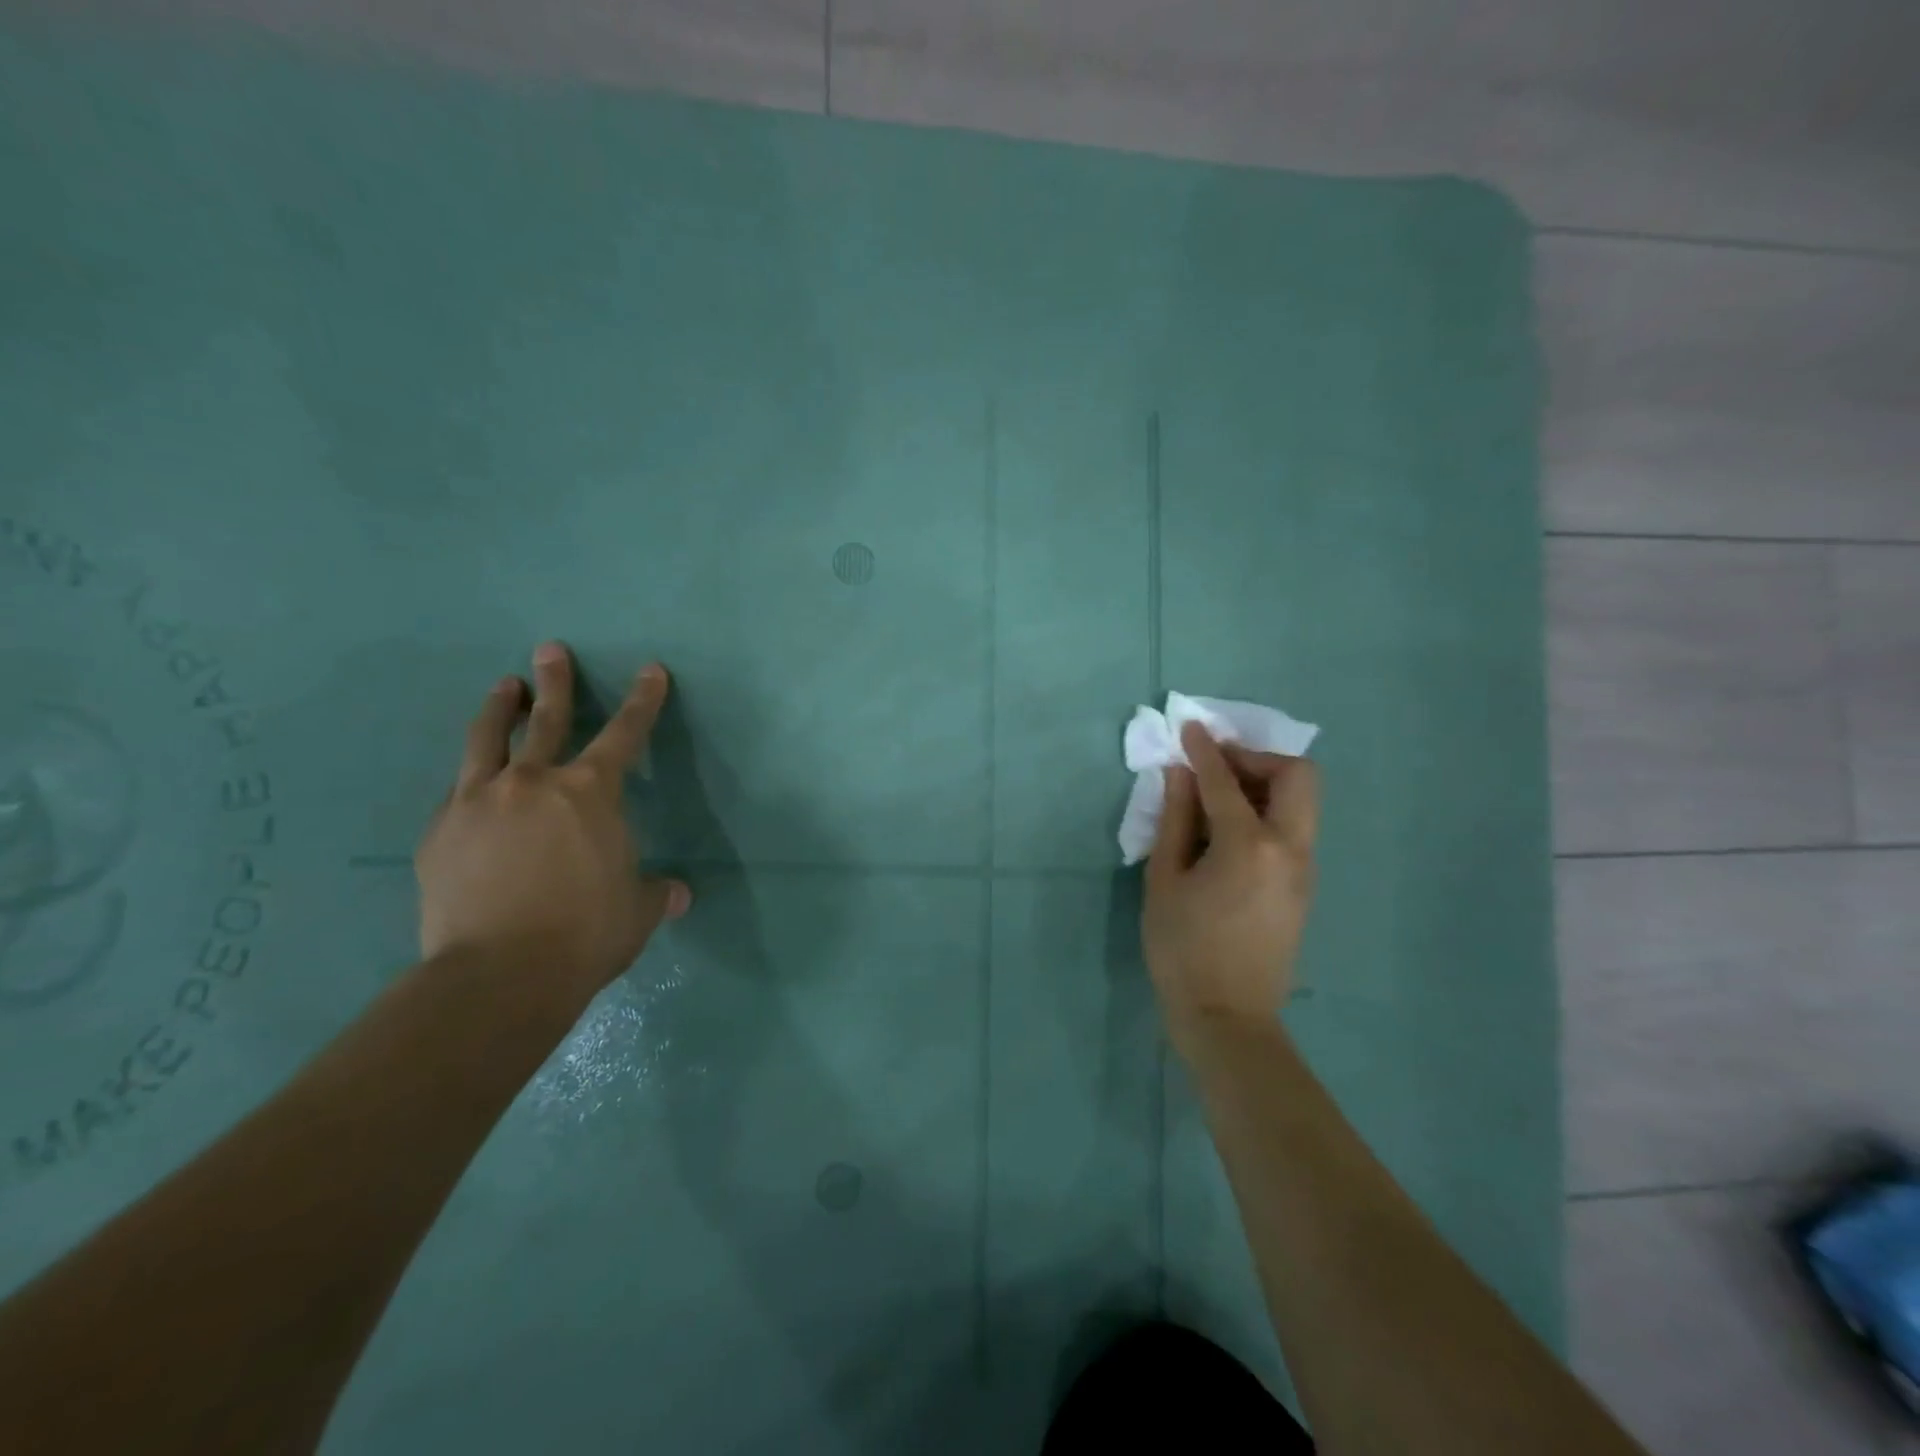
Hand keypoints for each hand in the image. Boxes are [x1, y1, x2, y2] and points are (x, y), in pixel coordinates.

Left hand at [415, 642, 690, 1002]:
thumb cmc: (585, 933)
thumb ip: (656, 893)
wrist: (499, 974)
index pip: (626, 733)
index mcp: (591, 793)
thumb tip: (677, 894)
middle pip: (545, 717)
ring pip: (487, 740)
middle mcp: (533, 782)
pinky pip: (458, 791)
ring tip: (502, 687)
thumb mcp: (636, 912)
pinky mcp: (440, 832)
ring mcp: (478, 802)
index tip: (650, 670)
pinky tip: (471, 782)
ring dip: (498, 709)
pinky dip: (471, 777)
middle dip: (555, 681)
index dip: (643, 700)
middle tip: (550, 650)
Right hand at [1143, 721, 1319, 1060]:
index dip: (1205, 750)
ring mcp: (1305, 868)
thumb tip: (1179, 775)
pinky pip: (1295, 827)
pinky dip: (1268, 810)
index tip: (1190, 728)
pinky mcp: (1305, 885)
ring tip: (1219, 795)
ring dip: (1265, 782)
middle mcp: (1290, 848)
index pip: (1226, 780)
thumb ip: (1176, 821)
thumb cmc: (1182, 950)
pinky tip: (1230, 829)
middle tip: (1216, 766)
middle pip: (1297, 775)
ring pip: (1302, 800)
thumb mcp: (1165, 881)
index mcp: (1249, 845)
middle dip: (1256, 758)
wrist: (1228, 1017)